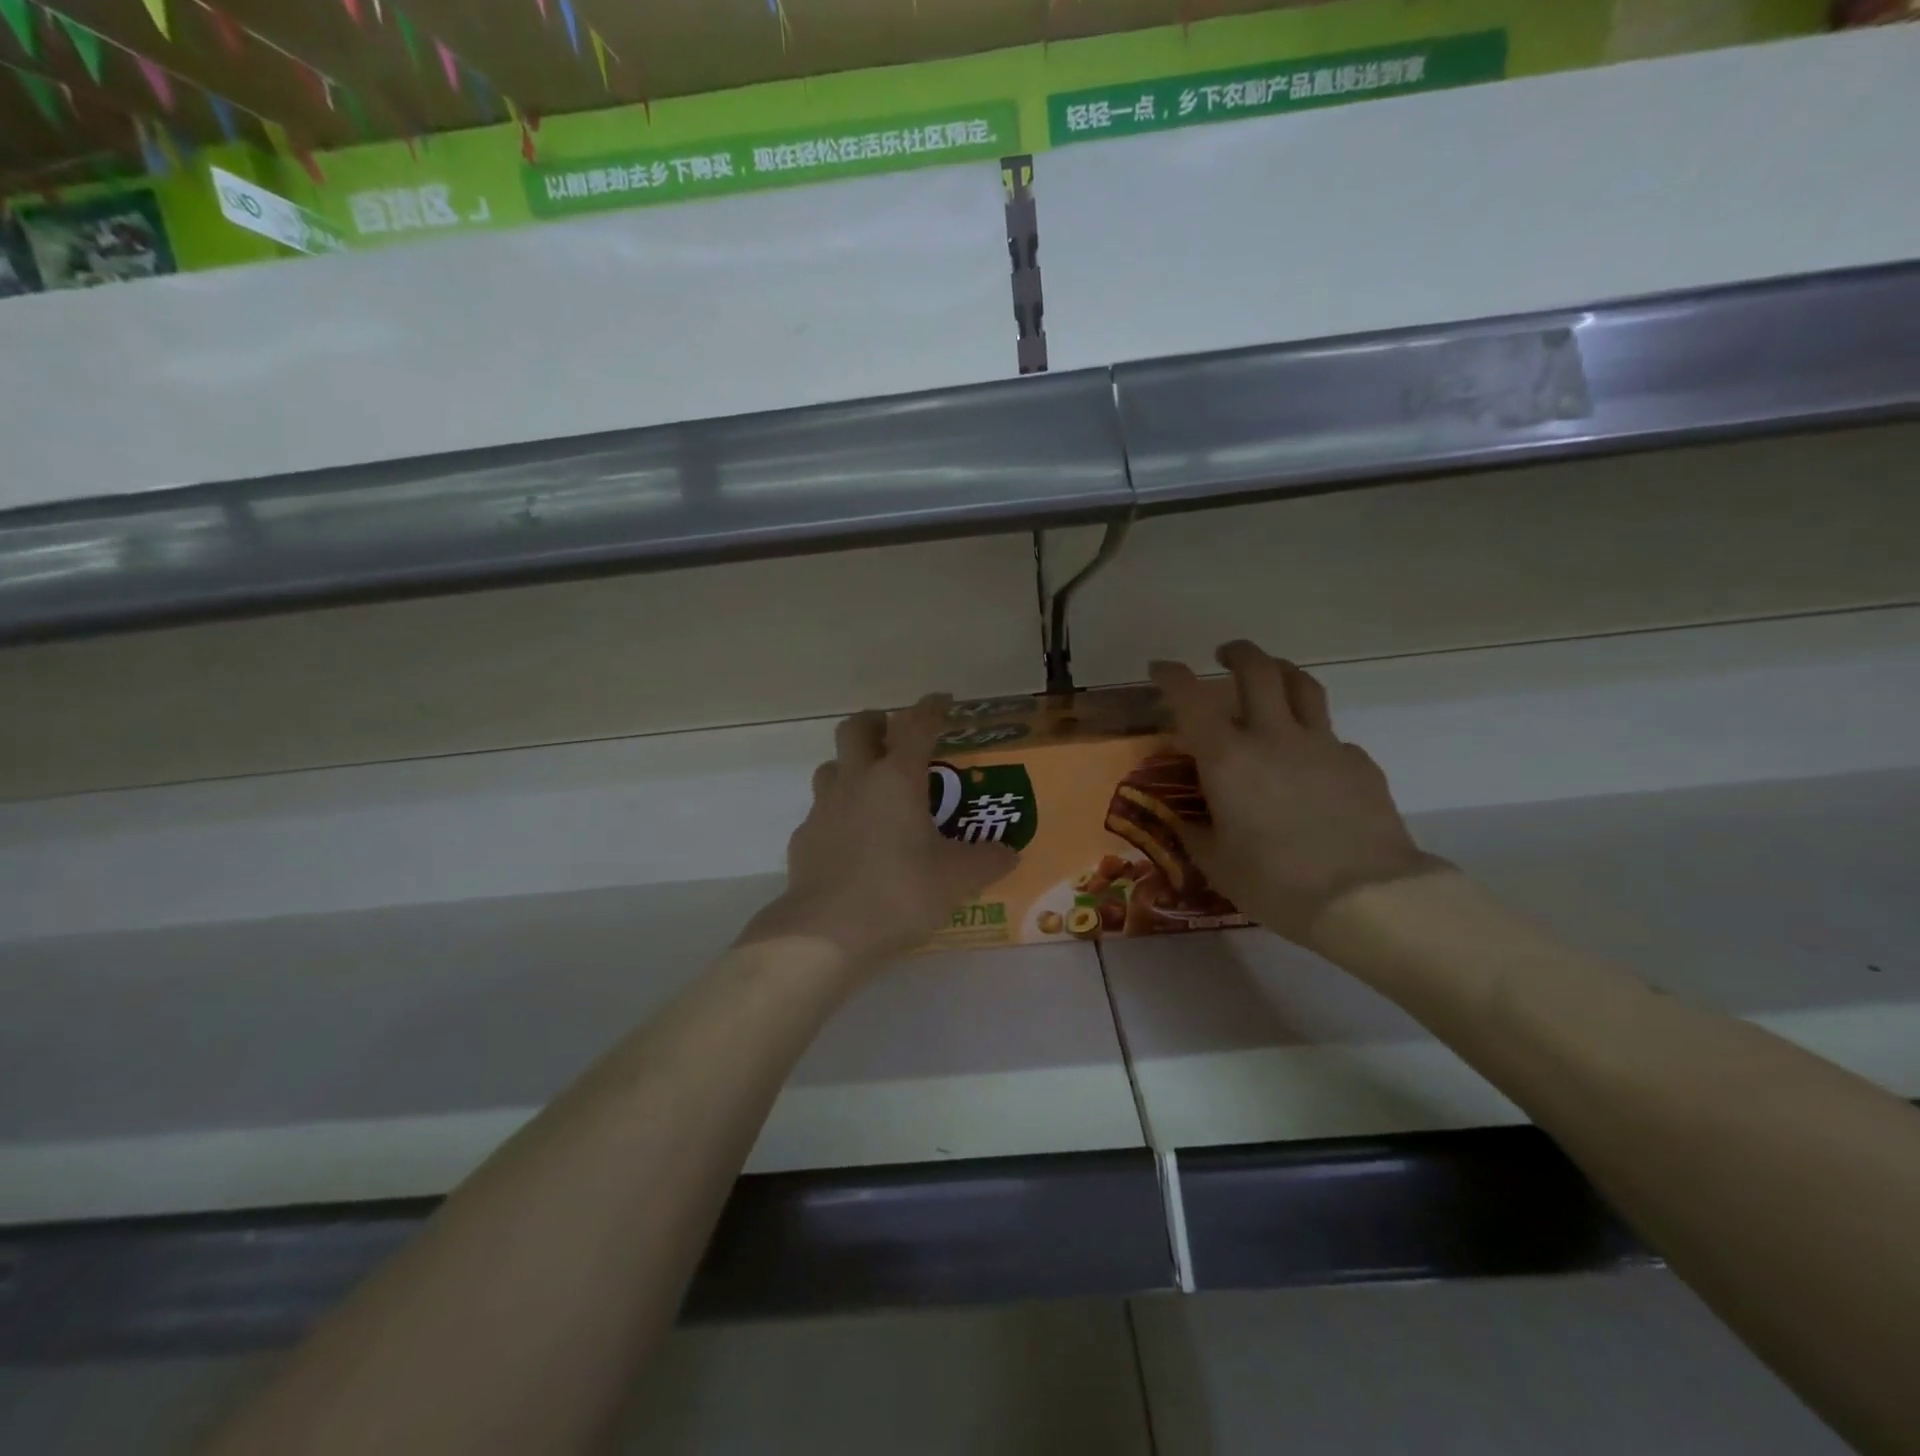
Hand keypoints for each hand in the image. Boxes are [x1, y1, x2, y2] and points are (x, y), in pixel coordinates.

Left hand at [738, 694, 1017, 973]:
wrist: (828, 932)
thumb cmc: (900, 893)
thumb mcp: (957, 879)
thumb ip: (987, 861)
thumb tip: (1009, 853)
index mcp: (897, 779)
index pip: (915, 725)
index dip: (931, 708)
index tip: (942, 701)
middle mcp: (856, 782)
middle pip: (855, 728)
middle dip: (875, 722)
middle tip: (893, 734)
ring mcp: (823, 809)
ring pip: (831, 766)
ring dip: (850, 766)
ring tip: (871, 788)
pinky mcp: (803, 838)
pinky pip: (820, 812)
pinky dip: (837, 814)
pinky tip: (852, 840)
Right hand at [1149, 642, 1445, 946]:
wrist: (1366, 898)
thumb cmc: (1275, 883)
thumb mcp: (1217, 864)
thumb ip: (1196, 834)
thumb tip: (1189, 821)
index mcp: (1228, 758)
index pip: (1191, 699)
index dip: (1171, 676)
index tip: (1160, 668)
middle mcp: (1273, 737)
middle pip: (1258, 670)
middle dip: (1237, 653)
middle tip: (1225, 656)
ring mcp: (1322, 746)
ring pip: (1303, 686)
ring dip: (1281, 671)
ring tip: (1272, 677)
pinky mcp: (1359, 763)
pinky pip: (1332, 737)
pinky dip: (1314, 738)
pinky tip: (1312, 764)